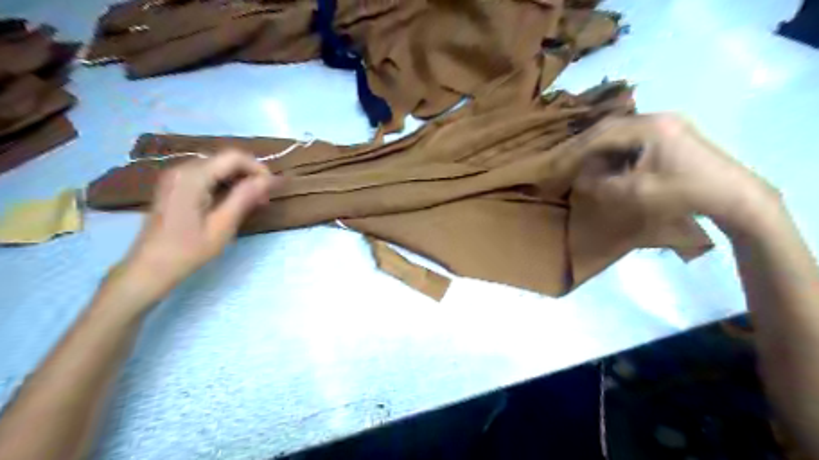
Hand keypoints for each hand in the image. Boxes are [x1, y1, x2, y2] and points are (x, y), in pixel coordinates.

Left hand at [112, 152, 279, 306]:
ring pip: (219, 167)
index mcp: (193, 177)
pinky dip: (225, 184)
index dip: (258, 169)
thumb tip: (270, 180)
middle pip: (226, 160)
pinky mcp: (176, 185)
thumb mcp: (222, 226)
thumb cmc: (188, 250)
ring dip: (239, 180)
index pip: (234, 157)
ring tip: (253, 203)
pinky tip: (233, 203)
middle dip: (250, 175)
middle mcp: (183, 169)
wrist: (150, 267)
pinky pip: (208, 175)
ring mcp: (177, 176)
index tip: (272, 189)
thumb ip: (245, 197)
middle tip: (264, 200)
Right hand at [575, 116, 778, 233]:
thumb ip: (603, 184)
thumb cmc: (684, 193)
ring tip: (581, 162)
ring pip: (620, 130)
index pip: (602, 134)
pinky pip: (633, 136)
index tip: (557, 164)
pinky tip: (607, 161)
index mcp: (650, 127)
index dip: (576, 150)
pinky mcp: (671, 131)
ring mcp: (666, 122)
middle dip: (584, 145)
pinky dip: (615, 148)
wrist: (734, 195)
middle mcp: (657, 117)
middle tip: (564, 161)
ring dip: (599, 145)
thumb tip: (579, 179)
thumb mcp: (637, 193)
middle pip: (609, 127)